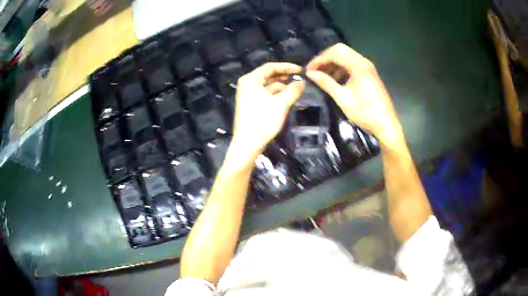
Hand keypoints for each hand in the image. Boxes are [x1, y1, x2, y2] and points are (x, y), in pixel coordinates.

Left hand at [230, 62, 303, 160]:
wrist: (248, 143)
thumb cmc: (263, 120)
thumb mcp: (281, 103)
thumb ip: (293, 90)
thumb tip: (303, 82)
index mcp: (251, 79)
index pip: (271, 67)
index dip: (287, 67)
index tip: (301, 70)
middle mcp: (248, 84)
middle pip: (269, 75)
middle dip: (285, 77)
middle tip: (301, 78)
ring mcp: (249, 94)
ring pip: (268, 85)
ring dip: (282, 86)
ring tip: (297, 88)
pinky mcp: (252, 104)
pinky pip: (266, 94)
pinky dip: (277, 94)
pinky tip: (288, 97)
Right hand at [306, 43, 402, 146]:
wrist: (386, 124)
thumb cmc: (365, 112)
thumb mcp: (343, 98)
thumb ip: (326, 83)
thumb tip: (309, 73)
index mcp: (358, 65)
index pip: (334, 53)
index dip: (319, 60)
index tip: (308, 70)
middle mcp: (363, 61)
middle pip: (340, 50)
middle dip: (325, 58)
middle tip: (314, 69)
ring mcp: (367, 66)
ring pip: (346, 56)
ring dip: (333, 62)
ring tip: (322, 75)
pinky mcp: (368, 73)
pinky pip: (351, 64)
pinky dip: (341, 67)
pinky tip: (334, 79)